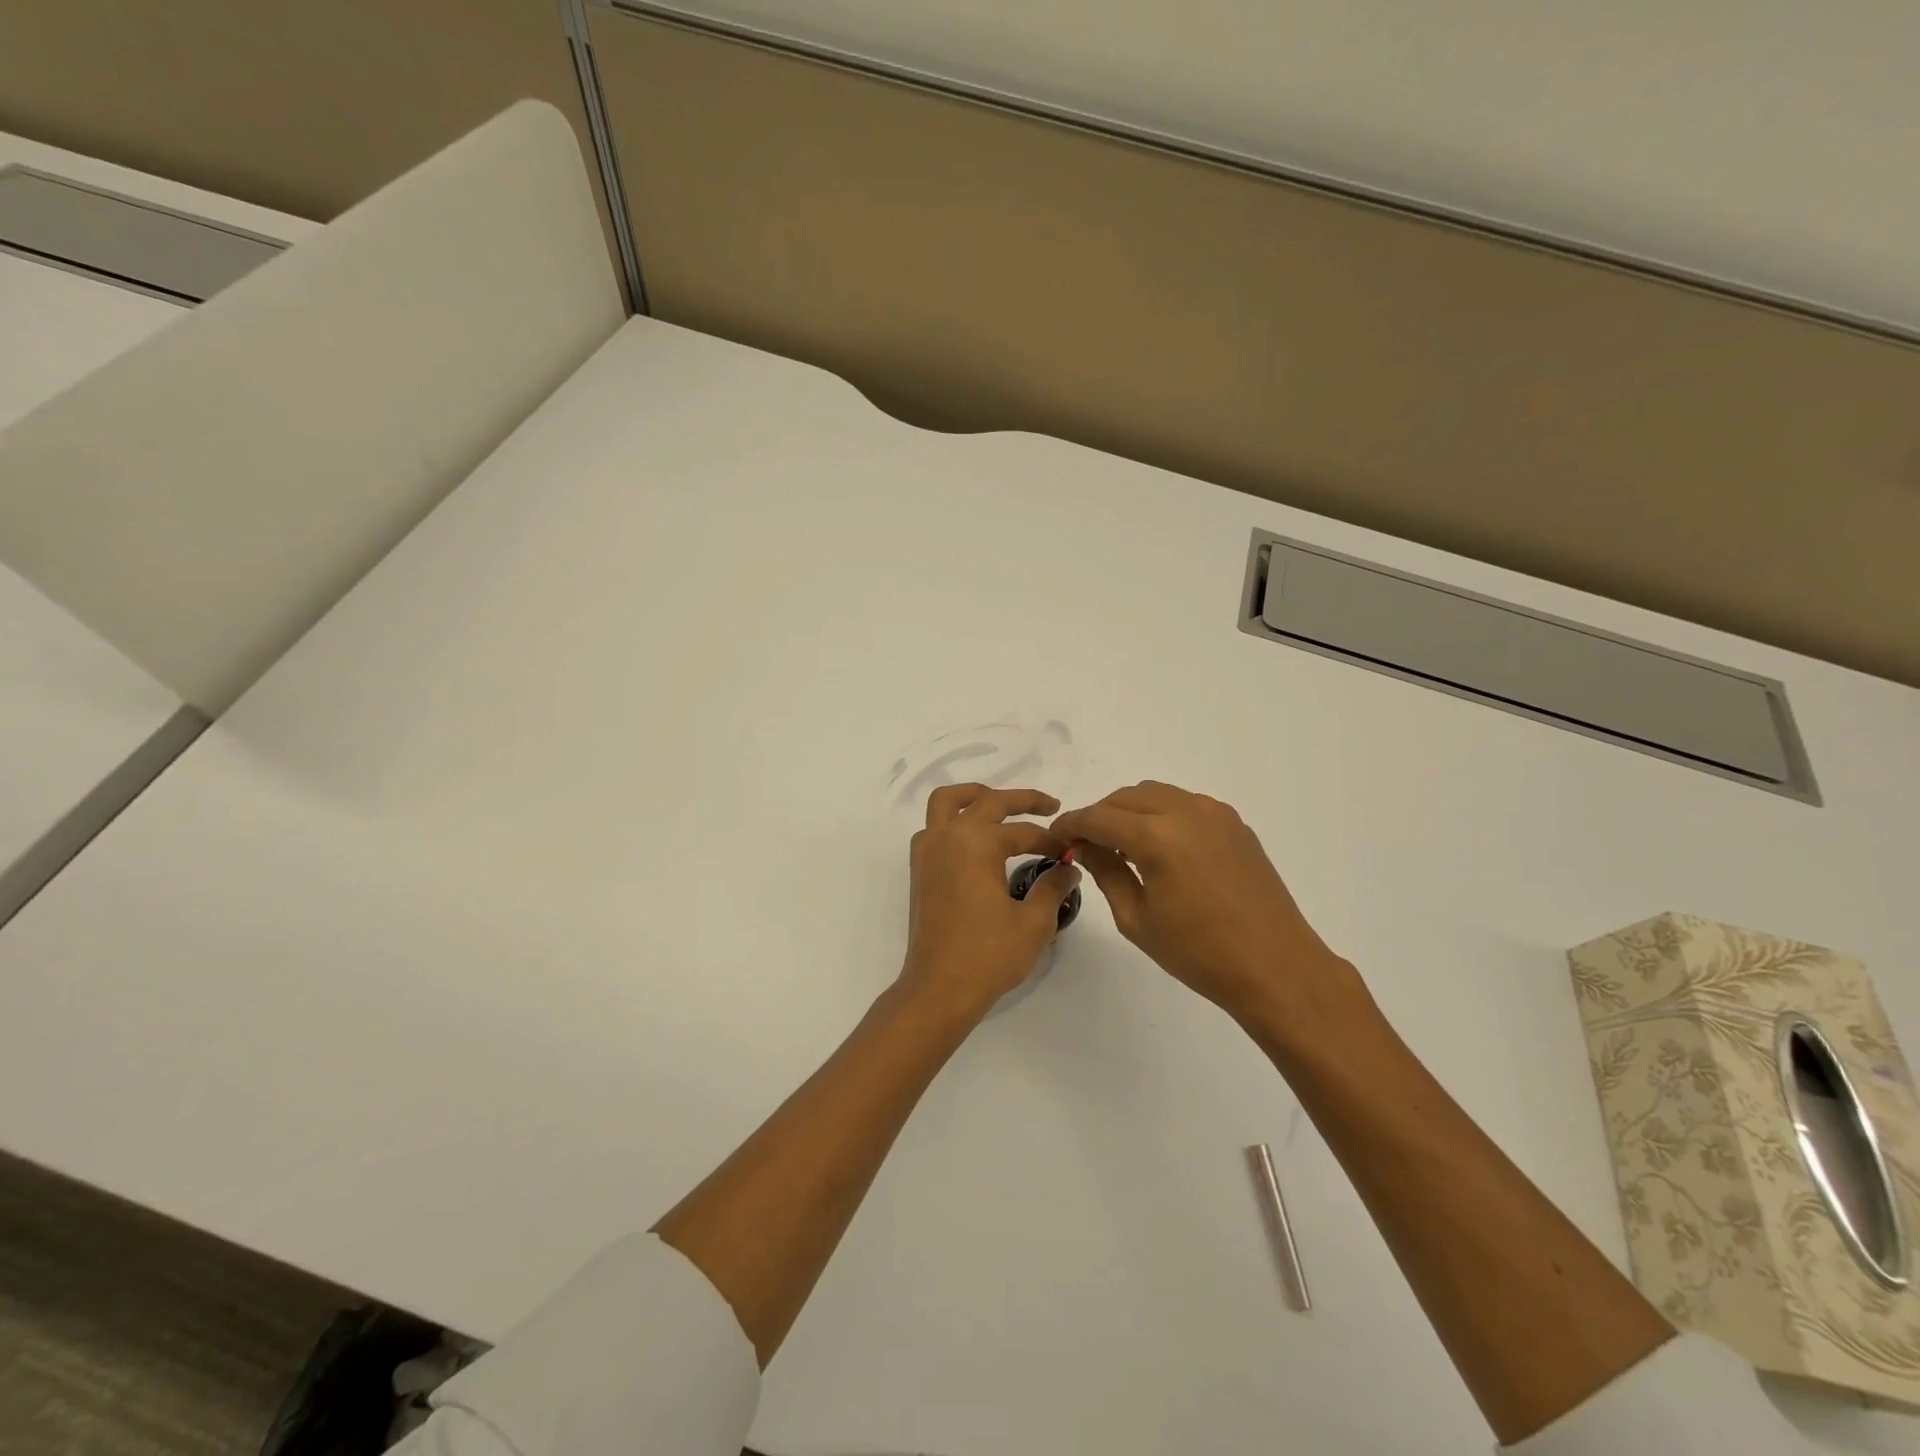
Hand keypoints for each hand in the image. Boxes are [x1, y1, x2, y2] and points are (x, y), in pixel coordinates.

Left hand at [898, 784, 1081, 1021]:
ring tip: (1001, 805)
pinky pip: (934, 827)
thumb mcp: (1034, 922)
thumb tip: (1069, 869)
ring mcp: (928, 851)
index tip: (1071, 854)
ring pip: (947, 802)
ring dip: (975, 796)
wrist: (939, 988)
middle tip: (1050, 806)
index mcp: (976, 843)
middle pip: (987, 801)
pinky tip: (974, 839)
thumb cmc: (988, 955)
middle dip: (1022, 799)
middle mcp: (948, 837)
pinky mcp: (919, 869)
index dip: (1052, 841)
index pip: (1024, 831)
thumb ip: (1053, 886)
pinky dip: (953, 820)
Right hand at [1051, 780, 1355, 1023]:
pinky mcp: (1234, 823)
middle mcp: (1186, 811)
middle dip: (1100, 815)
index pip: (1099, 817)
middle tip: (1087, 844)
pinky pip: (1184, 804)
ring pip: (1156, 794)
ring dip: (1130, 811)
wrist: (1276, 966)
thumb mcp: (1137, 919)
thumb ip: (1107, 872)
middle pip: (1126, 797)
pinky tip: (1160, 847)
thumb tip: (1086, 846)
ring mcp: (1215, 813)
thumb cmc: (1199, 953)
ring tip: (1122, 844)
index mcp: (1158, 836)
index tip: (1056, 836)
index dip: (1072, 824)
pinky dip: (1161, 814)